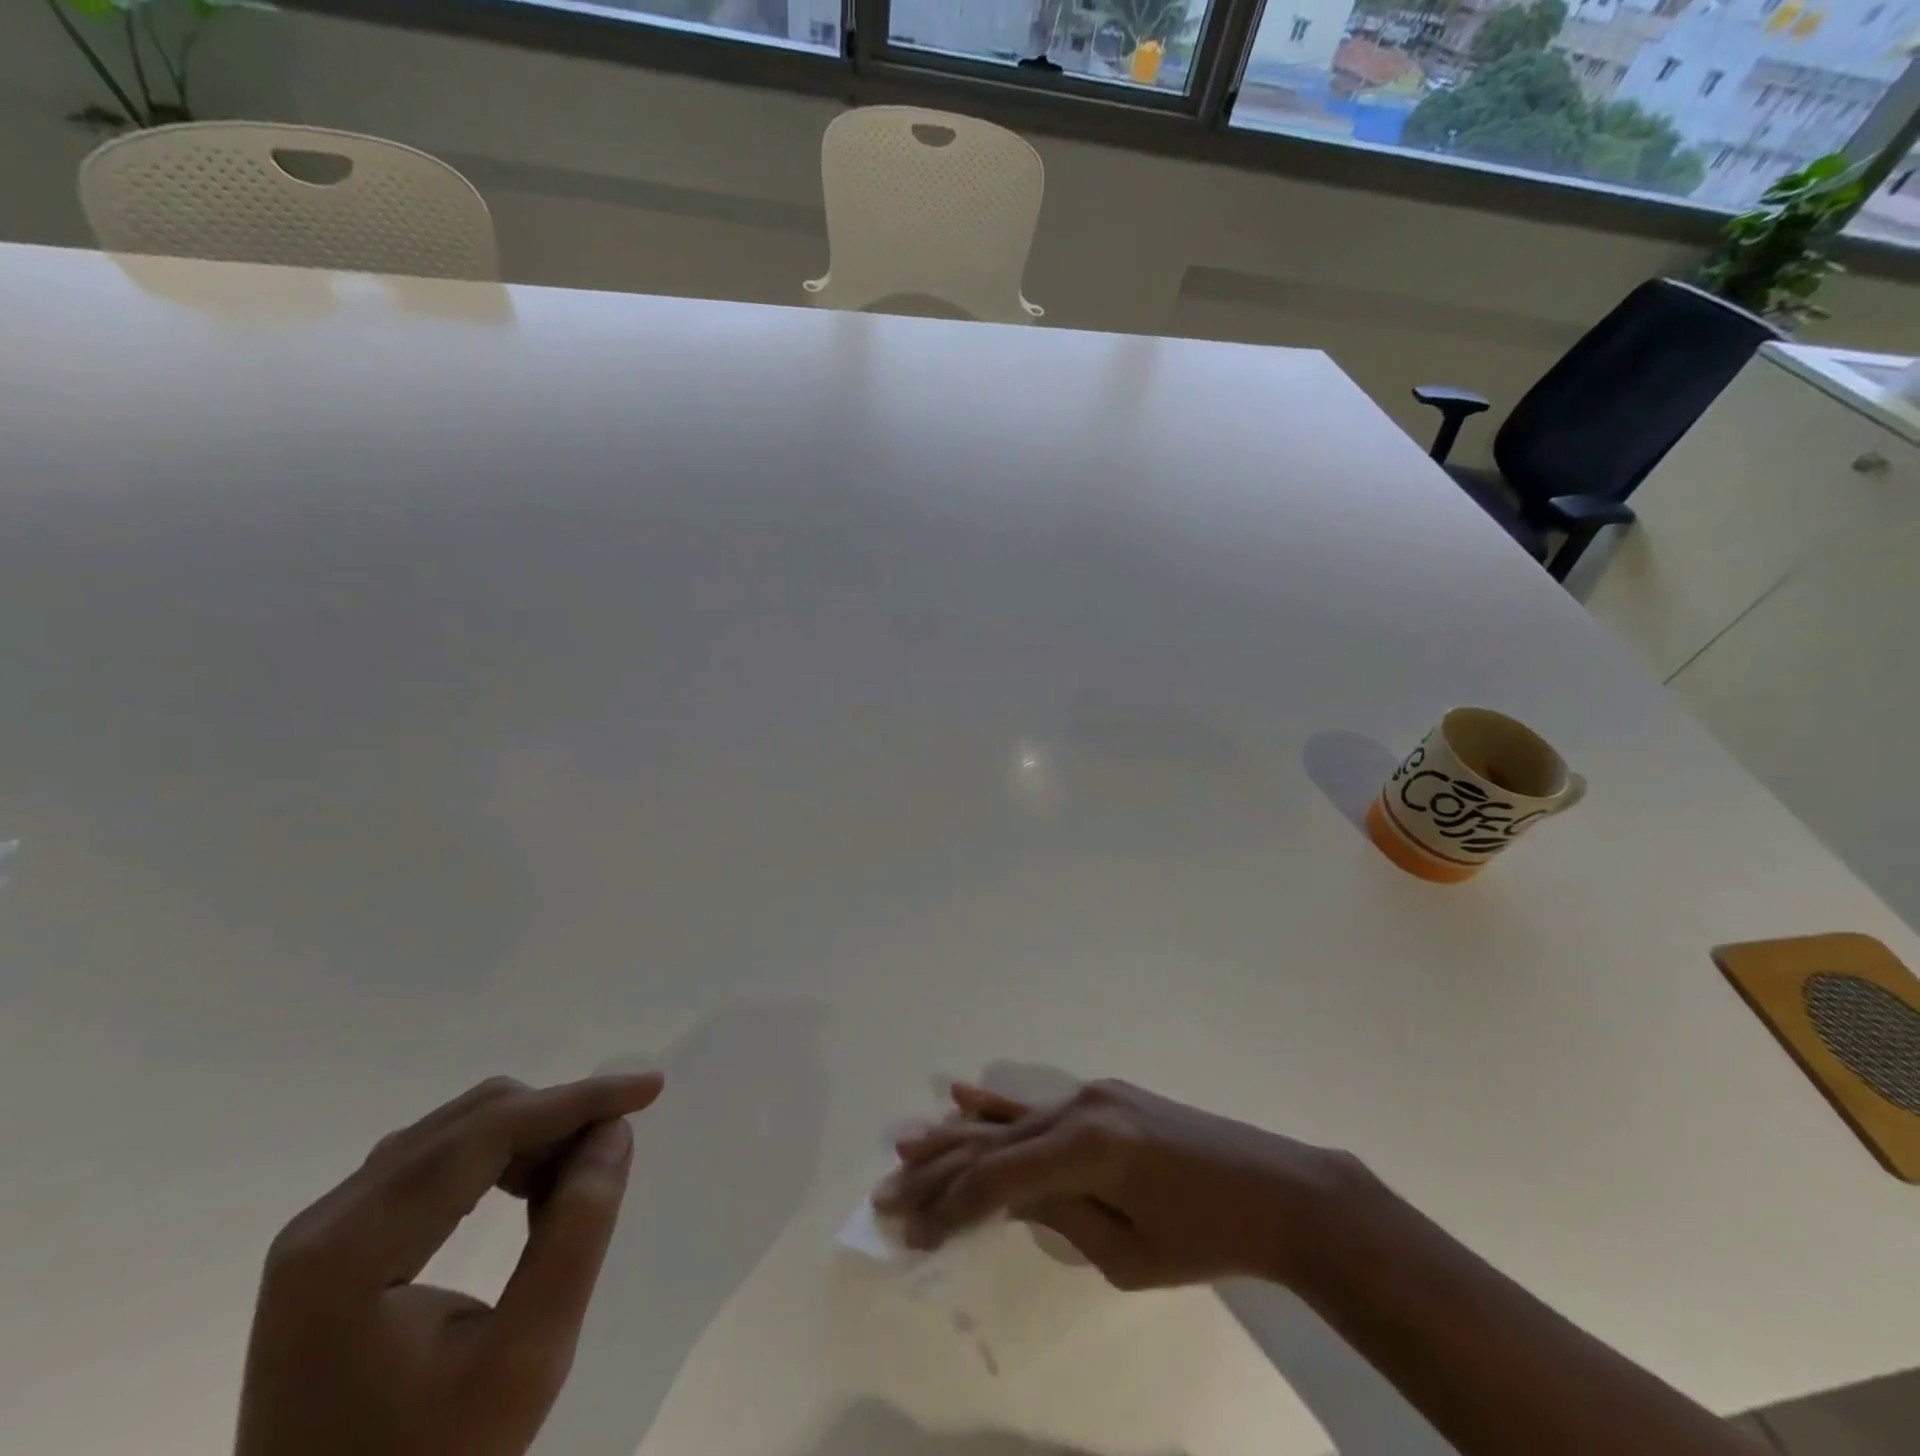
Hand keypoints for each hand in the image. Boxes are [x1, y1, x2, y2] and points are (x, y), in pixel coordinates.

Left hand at [235, 1072, 663, 1455]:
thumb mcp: (524, 1360)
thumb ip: (575, 1233)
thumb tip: (614, 1131)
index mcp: (350, 1250)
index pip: (487, 1131)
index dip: (576, 1100)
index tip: (650, 1089)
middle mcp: (326, 1221)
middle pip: (470, 1121)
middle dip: (555, 1119)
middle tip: (611, 1153)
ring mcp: (324, 1231)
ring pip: (457, 1132)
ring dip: (531, 1137)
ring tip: (574, 1183)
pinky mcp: (336, 1245)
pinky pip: (437, 1161)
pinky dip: (499, 1158)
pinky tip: (530, 1193)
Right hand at [873, 1078, 1351, 1289]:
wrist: (1276, 1191)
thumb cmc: (1207, 1240)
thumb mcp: (1127, 1255)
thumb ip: (1058, 1219)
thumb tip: (1004, 1201)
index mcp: (1086, 1150)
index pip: (998, 1181)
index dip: (949, 1209)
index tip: (907, 1233)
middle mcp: (1079, 1108)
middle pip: (993, 1145)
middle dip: (938, 1172)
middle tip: (885, 1191)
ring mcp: (1091, 1095)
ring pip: (1010, 1121)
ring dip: (957, 1138)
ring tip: (904, 1146)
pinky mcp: (1104, 1096)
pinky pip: (1040, 1104)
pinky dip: (999, 1106)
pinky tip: (960, 1096)